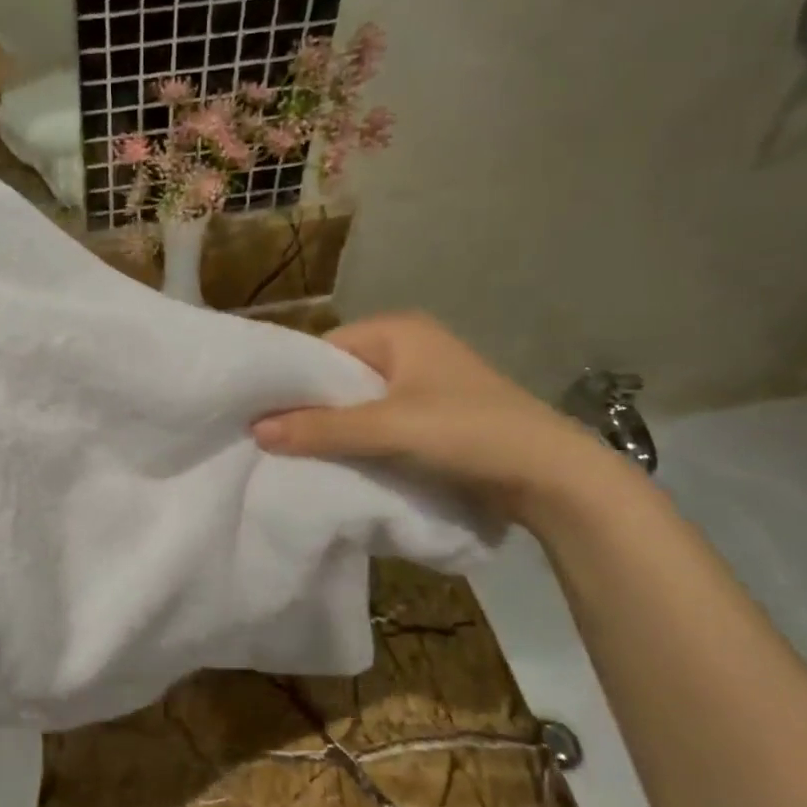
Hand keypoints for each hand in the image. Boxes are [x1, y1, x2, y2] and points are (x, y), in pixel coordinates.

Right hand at [253, 312, 629, 525]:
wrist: (550, 476)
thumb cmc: (469, 433)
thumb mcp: (389, 428)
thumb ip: (322, 428)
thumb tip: (256, 430)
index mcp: (397, 331)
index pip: (322, 350)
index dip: (290, 382)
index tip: (258, 415)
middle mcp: (407, 347)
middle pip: (337, 377)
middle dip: (309, 408)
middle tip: (270, 440)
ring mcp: (421, 382)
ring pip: (356, 403)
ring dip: (332, 428)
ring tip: (295, 454)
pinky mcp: (431, 415)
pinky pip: (377, 421)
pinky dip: (357, 440)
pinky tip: (336, 461)